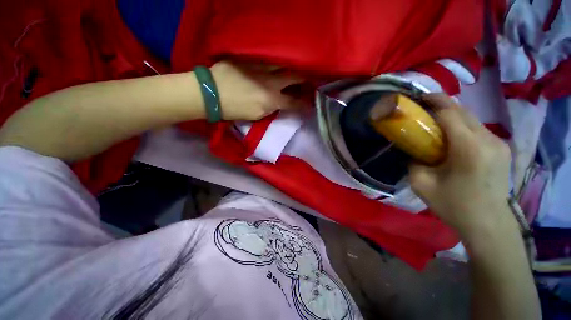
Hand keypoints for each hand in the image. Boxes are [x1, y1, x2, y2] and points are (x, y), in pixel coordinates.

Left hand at [210, 61, 306, 120]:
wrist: (211, 93)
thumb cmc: (234, 109)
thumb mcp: (256, 116)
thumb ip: (271, 108)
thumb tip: (279, 102)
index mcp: (271, 100)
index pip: (294, 103)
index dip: (304, 105)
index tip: (310, 105)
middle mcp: (270, 82)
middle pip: (294, 76)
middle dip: (305, 78)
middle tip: (309, 78)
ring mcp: (261, 67)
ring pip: (283, 63)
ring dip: (291, 66)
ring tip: (295, 68)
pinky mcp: (251, 58)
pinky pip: (267, 57)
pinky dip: (275, 61)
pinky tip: (277, 61)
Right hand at [409, 94, 514, 238]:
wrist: (488, 224)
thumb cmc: (454, 206)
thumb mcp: (422, 184)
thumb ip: (413, 162)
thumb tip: (414, 151)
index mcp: (469, 148)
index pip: (450, 113)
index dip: (432, 102)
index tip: (417, 100)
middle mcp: (488, 139)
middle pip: (463, 111)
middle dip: (441, 104)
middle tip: (421, 108)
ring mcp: (499, 143)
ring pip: (472, 118)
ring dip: (451, 115)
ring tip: (433, 122)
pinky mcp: (501, 149)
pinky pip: (477, 129)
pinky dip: (461, 126)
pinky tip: (450, 137)